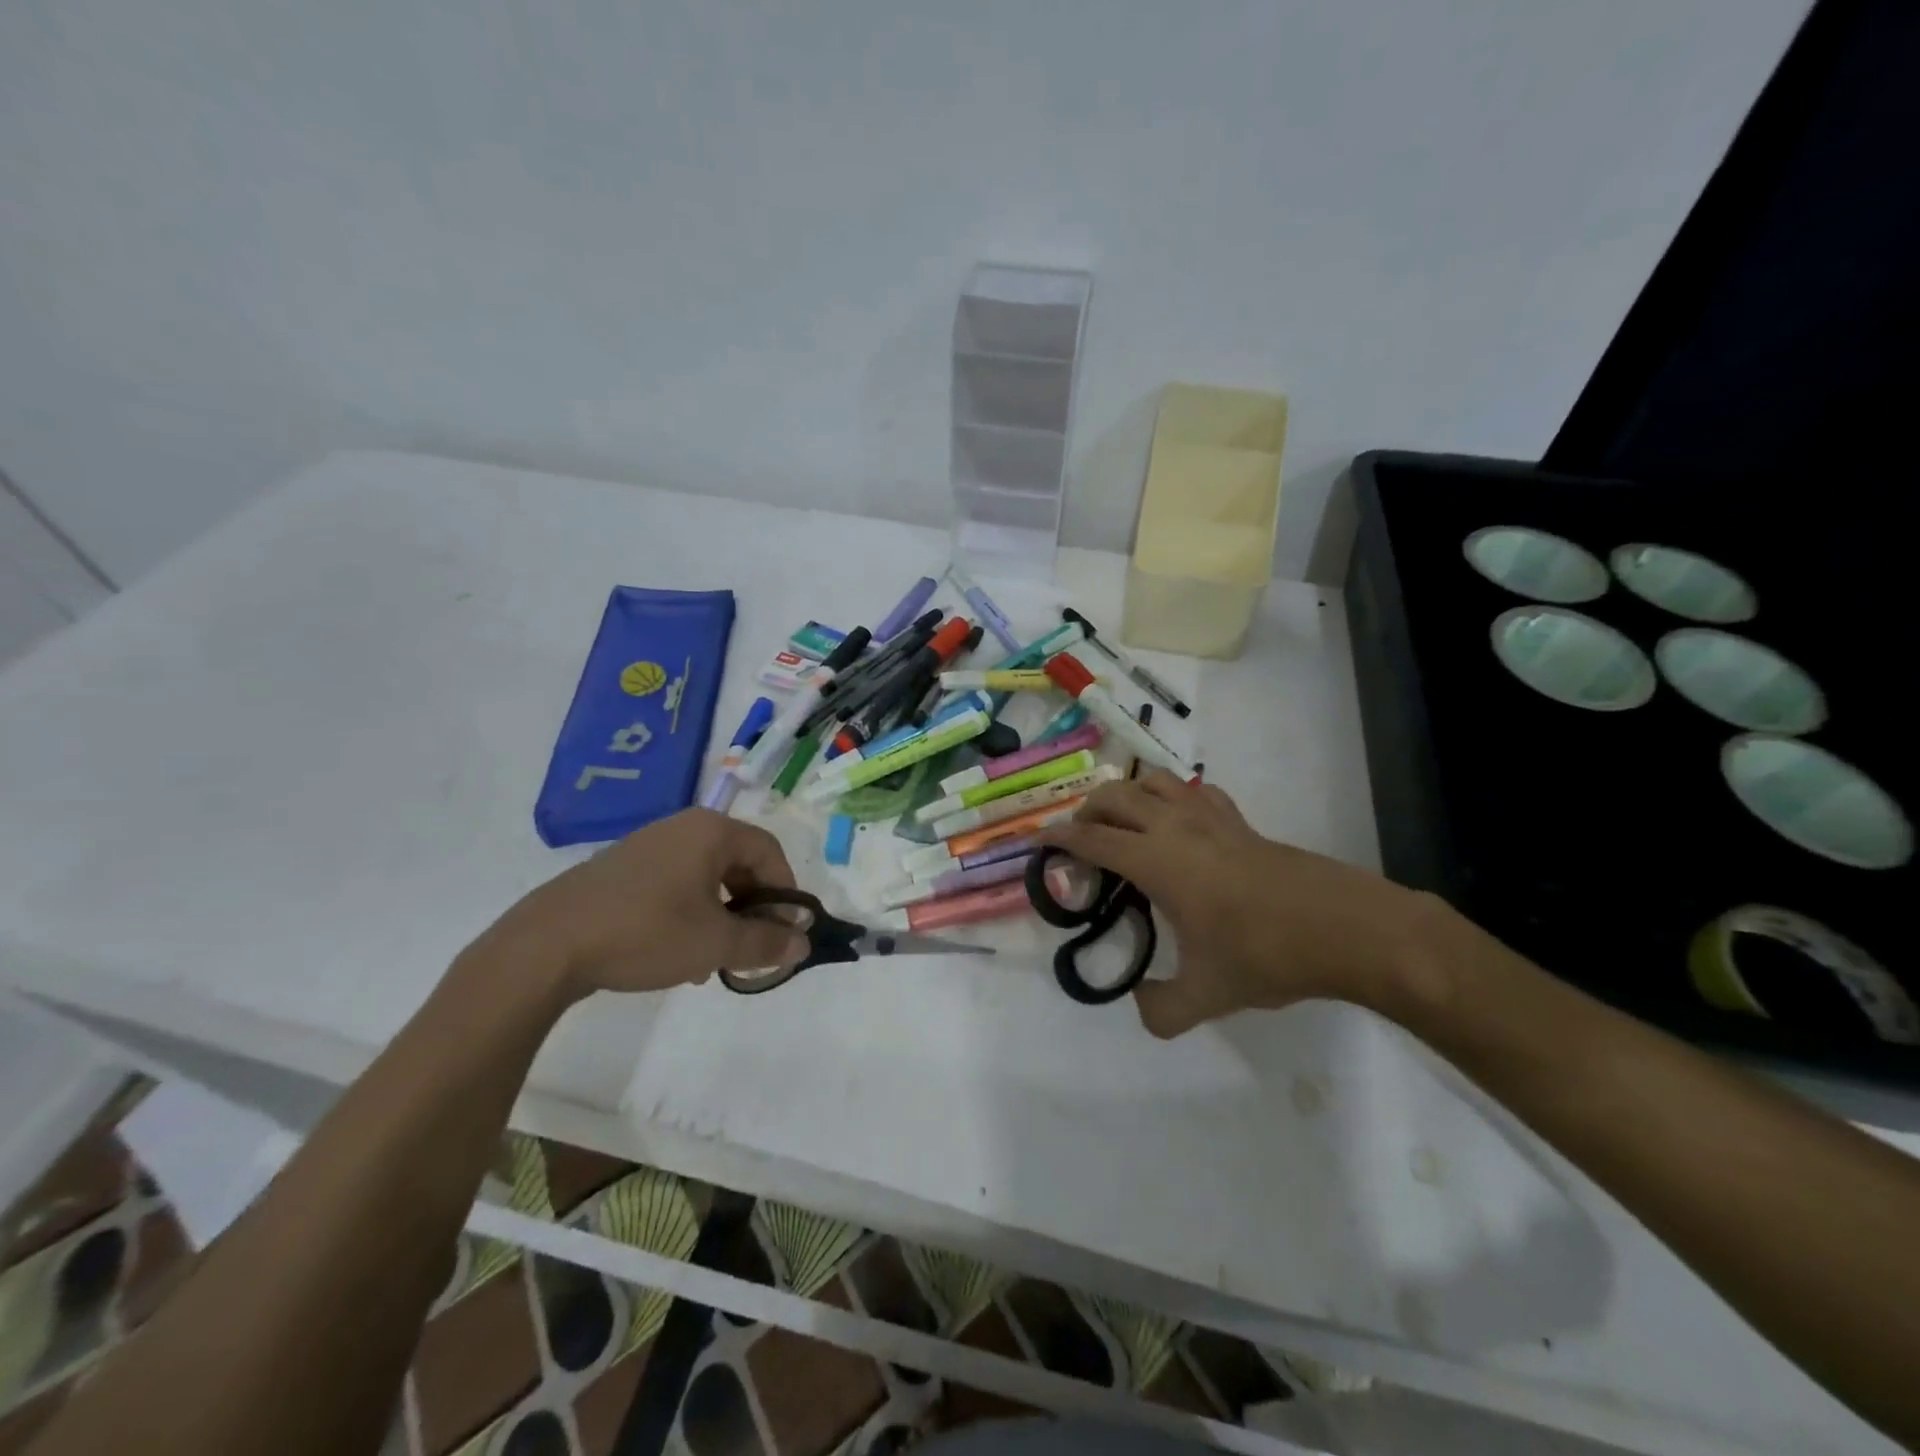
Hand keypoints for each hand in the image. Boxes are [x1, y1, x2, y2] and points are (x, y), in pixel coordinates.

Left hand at [487, 810, 809, 1003]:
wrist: (548, 945)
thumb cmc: (646, 932)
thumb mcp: (715, 943)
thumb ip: (766, 941)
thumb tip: (802, 942)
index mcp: (711, 831)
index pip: (769, 852)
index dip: (785, 892)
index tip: (786, 930)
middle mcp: (683, 827)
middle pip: (738, 863)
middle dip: (752, 907)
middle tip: (751, 946)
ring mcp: (649, 845)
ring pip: (706, 877)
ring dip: (721, 915)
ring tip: (713, 958)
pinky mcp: (622, 867)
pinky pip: (675, 883)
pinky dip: (689, 913)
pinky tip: (677, 953)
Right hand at [1040, 772, 1447, 1036]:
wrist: (1345, 928)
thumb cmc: (1266, 954)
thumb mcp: (1207, 995)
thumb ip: (1161, 1009)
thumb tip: (1140, 1005)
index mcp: (1157, 860)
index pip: (1092, 838)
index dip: (1058, 838)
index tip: (1038, 843)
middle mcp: (1176, 827)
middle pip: (1115, 795)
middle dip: (1087, 811)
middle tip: (1081, 842)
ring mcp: (1211, 818)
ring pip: (1154, 781)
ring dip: (1127, 794)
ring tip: (1123, 824)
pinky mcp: (1241, 821)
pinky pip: (1195, 791)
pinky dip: (1173, 797)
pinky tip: (1179, 823)